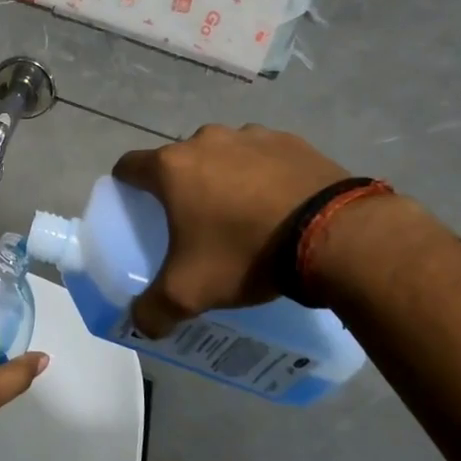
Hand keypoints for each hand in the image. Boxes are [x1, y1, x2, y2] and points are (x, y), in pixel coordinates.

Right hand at [112, 124, 350, 336]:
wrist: (333, 234)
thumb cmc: (246, 253)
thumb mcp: (190, 292)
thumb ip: (153, 311)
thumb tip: (142, 326)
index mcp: (171, 167)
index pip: (129, 166)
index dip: (126, 186)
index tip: (136, 208)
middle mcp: (205, 140)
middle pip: (178, 160)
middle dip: (181, 186)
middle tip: (194, 222)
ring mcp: (250, 135)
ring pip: (222, 155)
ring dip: (223, 177)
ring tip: (242, 214)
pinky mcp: (290, 141)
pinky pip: (263, 156)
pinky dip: (263, 174)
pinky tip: (279, 206)